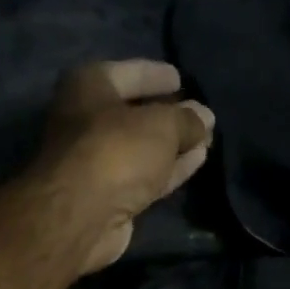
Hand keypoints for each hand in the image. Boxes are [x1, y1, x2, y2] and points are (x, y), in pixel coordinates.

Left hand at [36, 59, 214, 273]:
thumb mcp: (161, 124)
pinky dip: (169, 168)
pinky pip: (145, 174)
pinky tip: (196, 161)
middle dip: (169, 115)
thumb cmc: (117, 150)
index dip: (156, 75)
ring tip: (206, 140)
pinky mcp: (110, 196)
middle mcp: (87, 120)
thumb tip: (205, 117)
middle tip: (200, 115)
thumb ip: (187, 119)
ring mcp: (97, 161)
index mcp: (88, 86)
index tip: (181, 78)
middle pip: (135, 113)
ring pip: (143, 148)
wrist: (83, 215)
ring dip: (173, 145)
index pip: (129, 73)